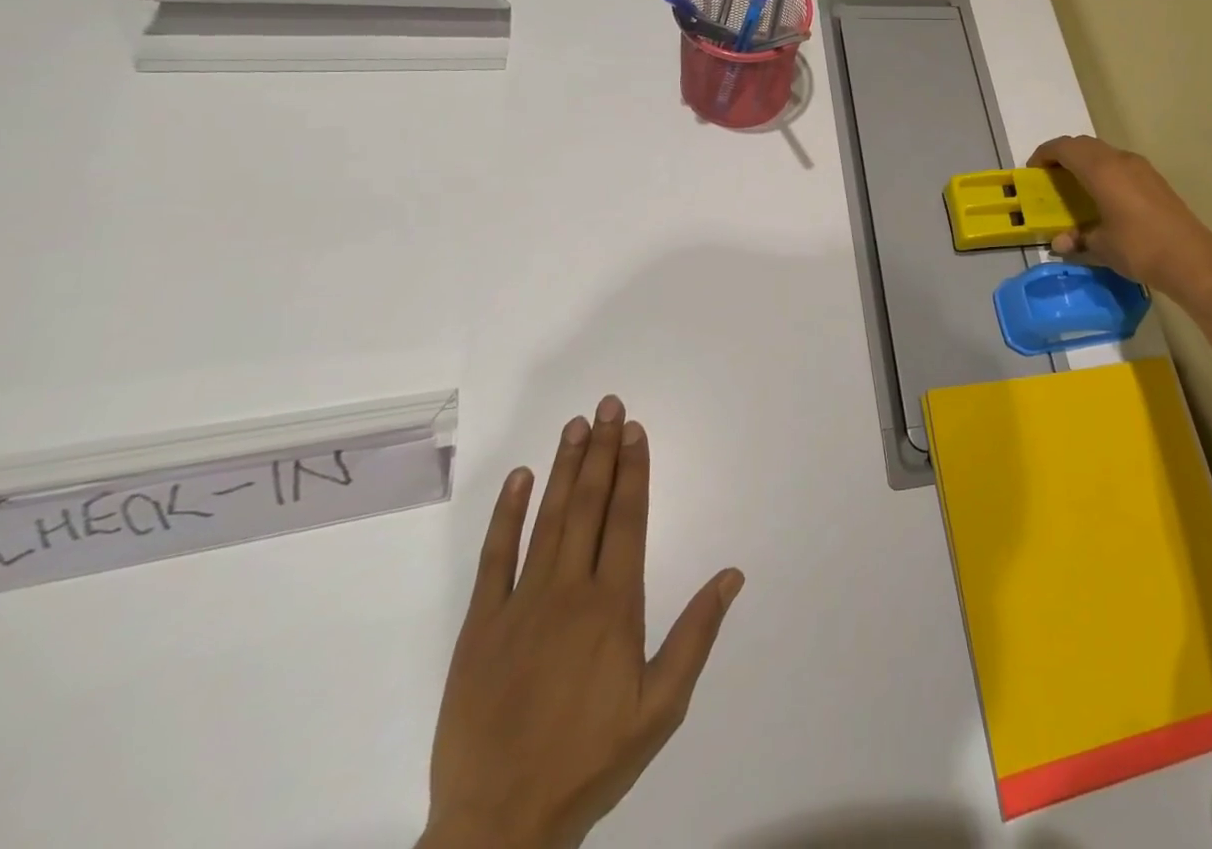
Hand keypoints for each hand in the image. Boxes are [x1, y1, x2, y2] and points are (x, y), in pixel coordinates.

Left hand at [418, 397, 743, 848]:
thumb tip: (732, 575)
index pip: (627, 518)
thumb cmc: (590, 761)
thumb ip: (696, 636)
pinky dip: (507, 514)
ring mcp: (519, 605)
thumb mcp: (660, 708)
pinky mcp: (479, 626)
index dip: (633, 469)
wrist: (497, 825)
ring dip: (564, 468)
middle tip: (608, 405)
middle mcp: (569, 590)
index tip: (635, 430)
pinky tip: (521, 479)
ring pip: (547, 519)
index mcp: (613, 605)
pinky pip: (494, 558)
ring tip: (575, 426)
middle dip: (601, 450)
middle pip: (589, 505)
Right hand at [1027, 135, 1211, 304]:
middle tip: (1050, 176)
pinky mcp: (1155, 180)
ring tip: (1074, 185)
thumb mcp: (1101, 247)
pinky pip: (1120, 164)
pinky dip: (1103, 171)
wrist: (1191, 258)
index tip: (1032, 170)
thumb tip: (1061, 242)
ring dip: (1085, 161)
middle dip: (1063, 155)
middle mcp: (1121, 161)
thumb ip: (1078, 238)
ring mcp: (1141, 168)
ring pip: (1104, 152)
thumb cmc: (1139, 248)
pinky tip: (1102, 196)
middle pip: (1084, 145)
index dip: (1045, 154)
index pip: (1066, 148)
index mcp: (1102, 170)